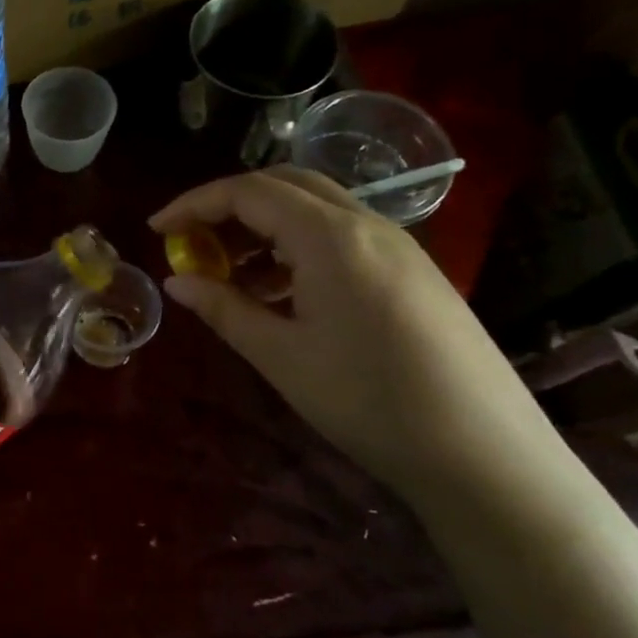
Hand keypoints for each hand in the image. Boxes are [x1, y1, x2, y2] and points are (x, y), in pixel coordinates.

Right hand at [150, 168, 556, 493]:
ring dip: (262, 227)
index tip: (156, 229)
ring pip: (315, 209)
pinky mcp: (411, 271)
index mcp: (330, 237)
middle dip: (228, 206)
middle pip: (284, 185)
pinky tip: (279, 292)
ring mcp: (396, 246)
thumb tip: (175, 280)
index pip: (249, 192)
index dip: (194, 204)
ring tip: (228, 274)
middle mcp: (366, 224)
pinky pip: (340, 237)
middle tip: (191, 243)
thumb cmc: (367, 401)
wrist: (482, 452)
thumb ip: (223, 308)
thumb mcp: (280, 356)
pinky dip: (296, 247)